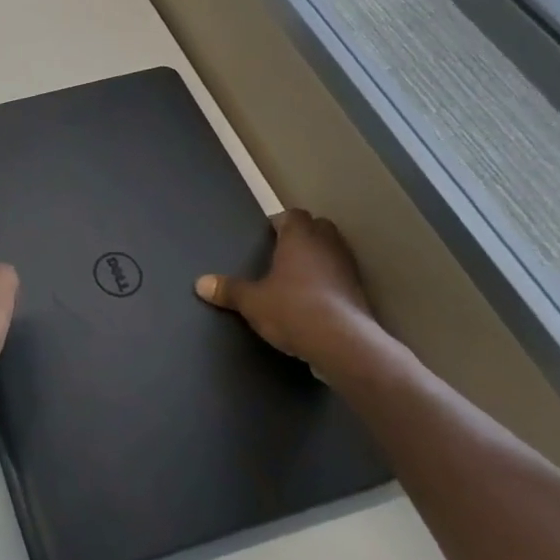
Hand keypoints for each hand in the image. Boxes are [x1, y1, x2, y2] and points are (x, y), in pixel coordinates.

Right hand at [196, 210, 393, 385]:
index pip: (293, 215)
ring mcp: (348, 268)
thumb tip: (199, 283)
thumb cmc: (292, 309)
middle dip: (303, 235)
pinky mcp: (360, 292)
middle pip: (318, 226)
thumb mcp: (252, 302)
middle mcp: (327, 245)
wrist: (343, 343)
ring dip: (319, 257)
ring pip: (333, 250)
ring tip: (299, 275)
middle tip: (283, 251)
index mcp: (299, 238)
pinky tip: (316, 298)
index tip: (268, 235)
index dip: (280, 222)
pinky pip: (342, 276)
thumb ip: (228, 290)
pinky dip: (331, 281)